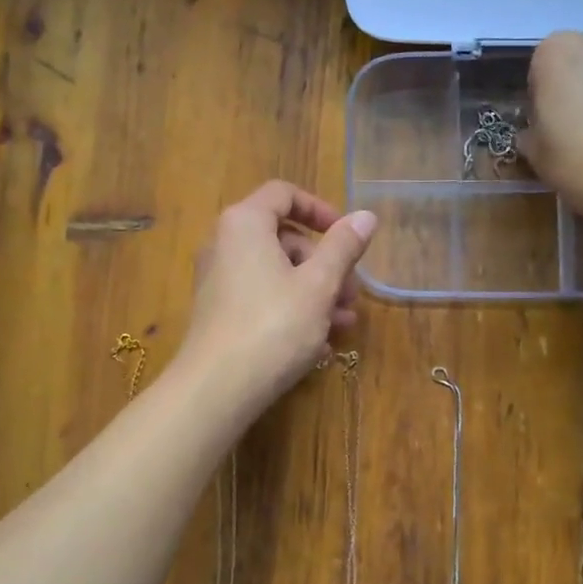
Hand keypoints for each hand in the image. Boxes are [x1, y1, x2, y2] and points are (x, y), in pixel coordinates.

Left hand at [178, 181, 377, 408]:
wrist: (216, 388)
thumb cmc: (273, 326)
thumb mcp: (318, 285)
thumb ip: (343, 247)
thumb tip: (366, 216)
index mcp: (245, 223)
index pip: (284, 195)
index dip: (320, 210)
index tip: (348, 236)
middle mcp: (224, 244)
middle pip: (283, 238)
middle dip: (325, 264)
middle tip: (351, 295)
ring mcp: (218, 280)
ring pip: (276, 273)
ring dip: (315, 292)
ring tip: (343, 325)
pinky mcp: (218, 312)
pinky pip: (261, 298)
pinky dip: (291, 309)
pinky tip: (318, 344)